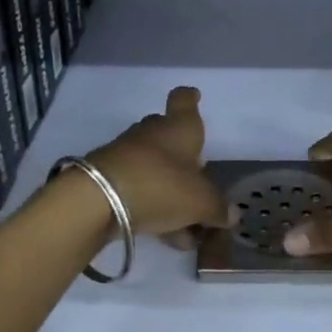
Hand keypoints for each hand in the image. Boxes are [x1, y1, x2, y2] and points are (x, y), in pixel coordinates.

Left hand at [86, 86, 232, 245]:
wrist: (99, 200)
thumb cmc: (162, 186)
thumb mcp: (201, 202)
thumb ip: (218, 208)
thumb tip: (232, 214)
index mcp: (179, 128)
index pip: (183, 101)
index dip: (190, 98)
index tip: (194, 96)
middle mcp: (152, 134)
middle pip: (168, 136)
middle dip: (183, 156)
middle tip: (198, 177)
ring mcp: (126, 155)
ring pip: (155, 169)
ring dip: (171, 192)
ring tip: (189, 228)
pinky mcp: (109, 180)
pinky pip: (140, 191)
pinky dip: (155, 208)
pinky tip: (168, 236)